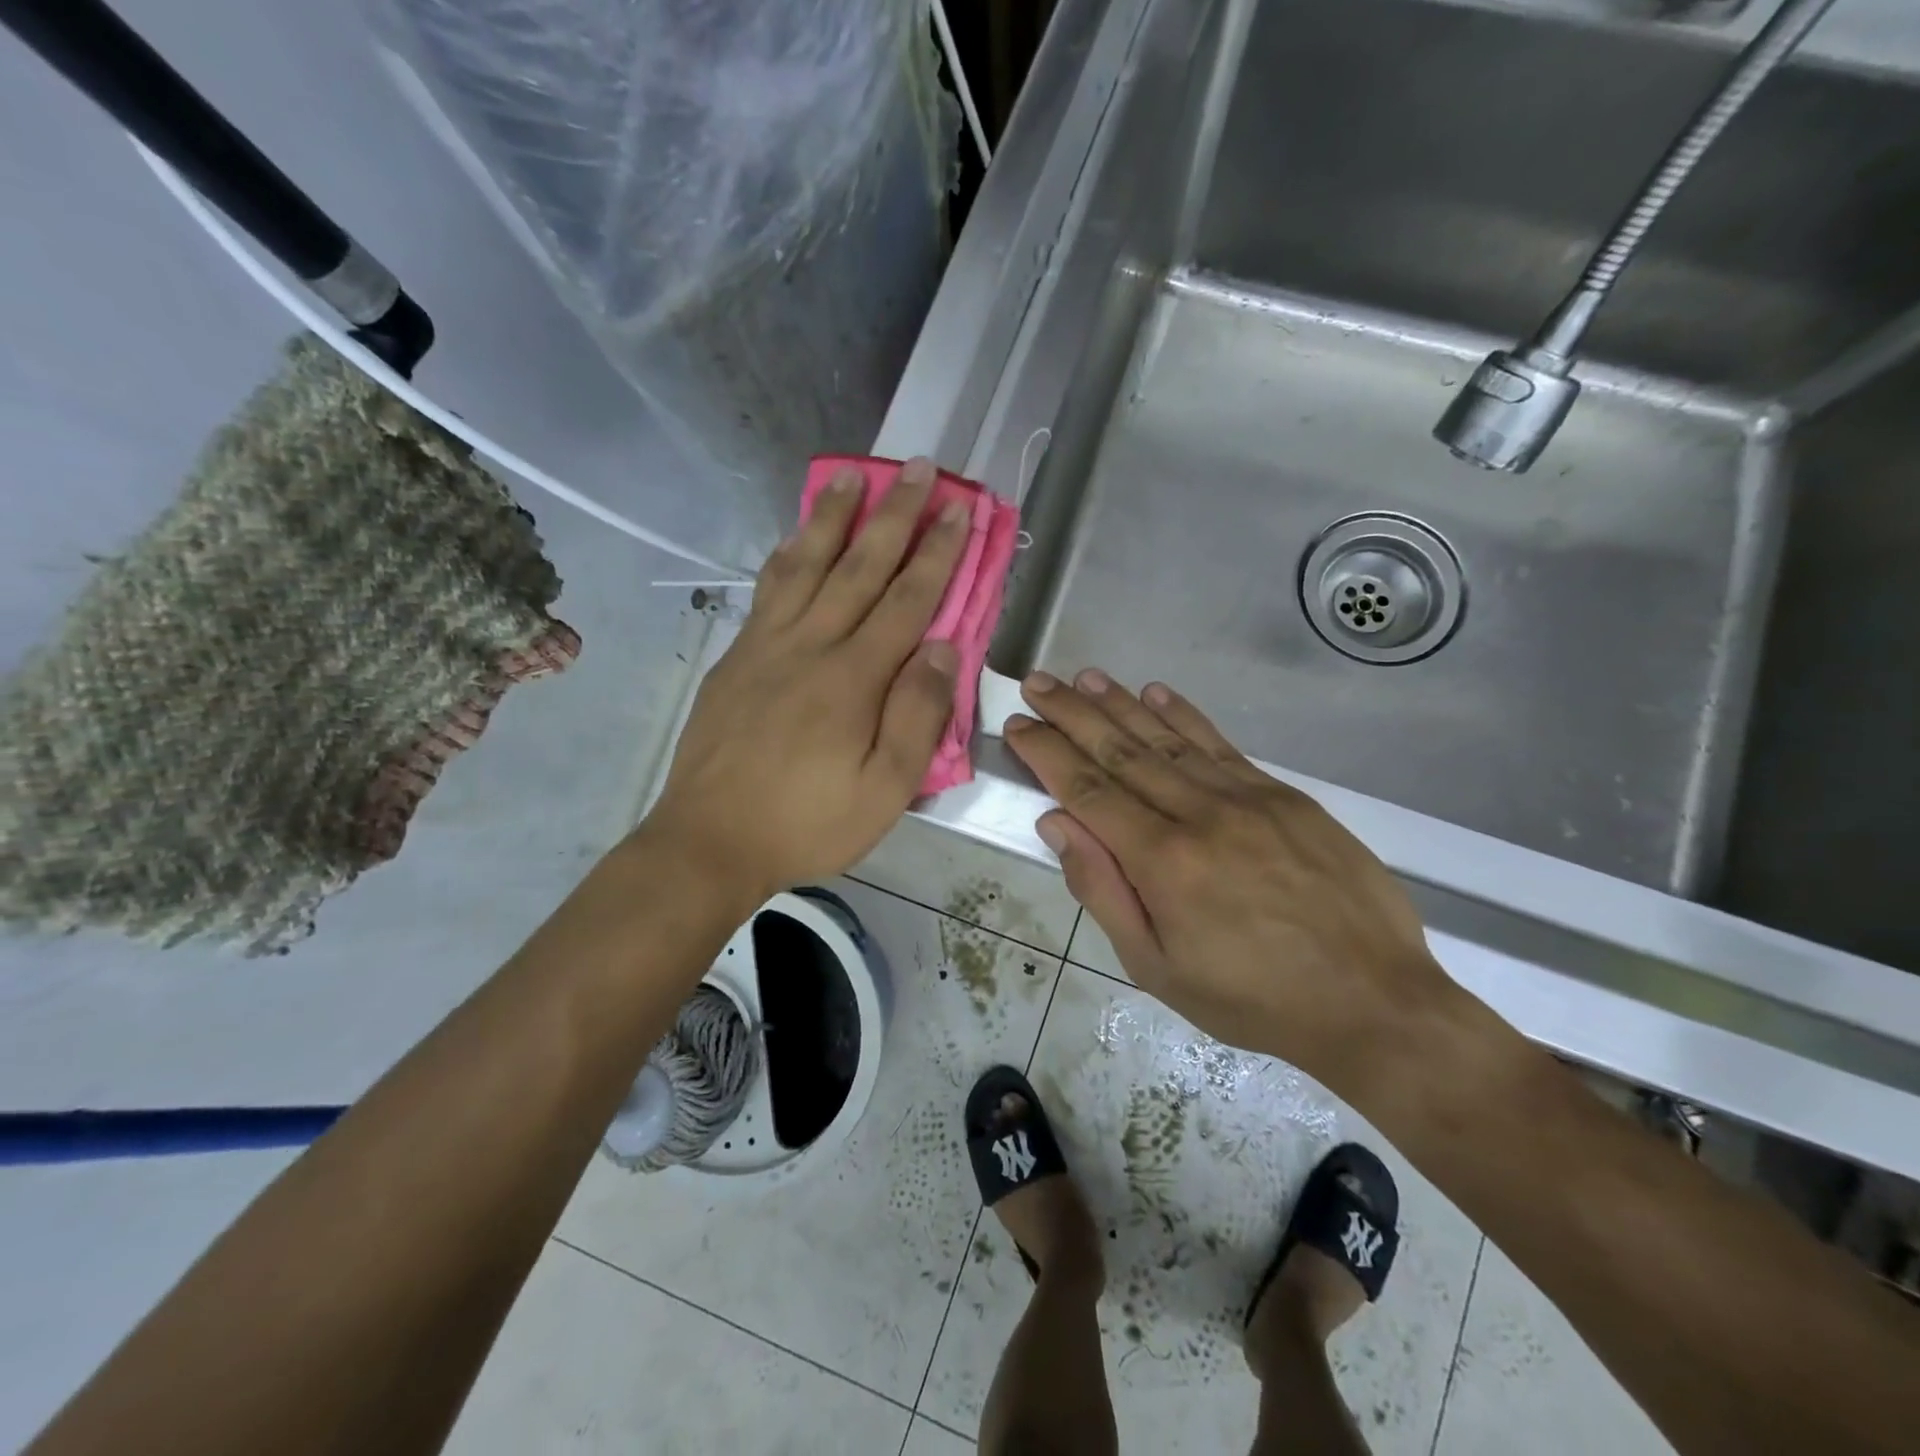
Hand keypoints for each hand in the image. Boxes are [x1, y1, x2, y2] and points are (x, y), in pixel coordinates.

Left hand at [644, 459, 969, 898]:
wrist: (709, 842)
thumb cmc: (807, 824)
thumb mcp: (883, 791)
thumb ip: (917, 718)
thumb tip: (943, 650)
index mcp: (852, 679)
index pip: (906, 601)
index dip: (937, 553)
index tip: (959, 510)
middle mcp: (810, 646)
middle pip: (858, 567)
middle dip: (895, 516)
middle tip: (918, 469)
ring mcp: (766, 647)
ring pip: (805, 566)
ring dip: (833, 517)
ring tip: (852, 477)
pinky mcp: (736, 658)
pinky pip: (768, 591)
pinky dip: (788, 555)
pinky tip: (796, 539)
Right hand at [1004, 669, 1460, 1095]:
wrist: (1373, 1000)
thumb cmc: (1252, 998)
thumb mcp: (1157, 968)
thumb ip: (1103, 891)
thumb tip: (1058, 825)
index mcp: (1162, 861)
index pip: (1087, 789)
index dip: (1047, 753)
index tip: (1018, 725)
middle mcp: (1199, 814)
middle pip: (1121, 750)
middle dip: (1072, 713)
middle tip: (1038, 683)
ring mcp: (1246, 797)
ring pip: (1167, 738)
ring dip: (1121, 703)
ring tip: (1084, 677)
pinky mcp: (1283, 795)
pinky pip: (1220, 744)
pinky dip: (1184, 715)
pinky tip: (1156, 692)